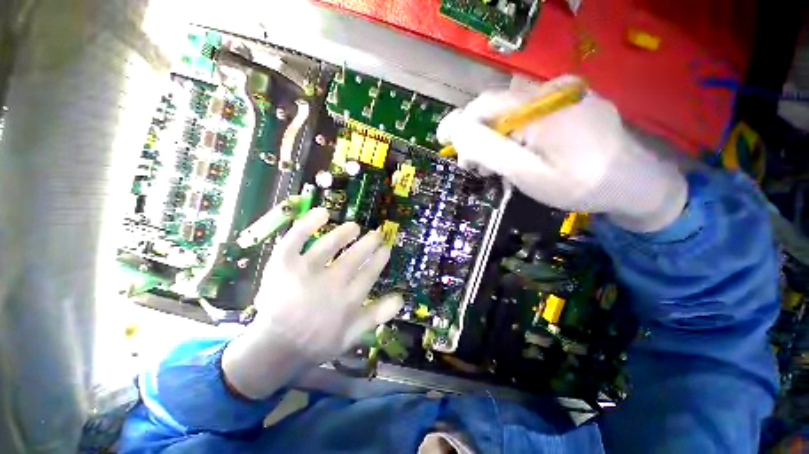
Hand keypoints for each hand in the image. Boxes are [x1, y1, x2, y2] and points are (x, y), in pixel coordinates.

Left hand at [223, 208, 402, 398]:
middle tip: (377, 233)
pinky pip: (296, 239)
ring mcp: (305, 271)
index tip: (385, 248)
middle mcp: (330, 283)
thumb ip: (376, 316)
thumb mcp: (351, 336)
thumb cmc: (316, 342)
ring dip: (345, 233)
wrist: (274, 348)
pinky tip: (323, 213)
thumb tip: (401, 298)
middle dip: (369, 243)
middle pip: (354, 256)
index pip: (369, 273)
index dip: (379, 259)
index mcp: (347, 300)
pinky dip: (308, 224)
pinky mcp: (283, 264)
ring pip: (330, 245)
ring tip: (354, 226)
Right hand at [437, 75, 686, 231]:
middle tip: (476, 167)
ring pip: (513, 111)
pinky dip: (516, 134)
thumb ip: (491, 150)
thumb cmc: (579, 185)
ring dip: (497, 137)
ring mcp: (566, 95)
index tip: (443, 140)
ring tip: (499, 165)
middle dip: (478, 136)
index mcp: (540, 106)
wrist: (636, 186)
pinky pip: (532, 114)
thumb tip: (458, 131)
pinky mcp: (574, 104)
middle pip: (498, 107)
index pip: (484, 105)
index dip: (459, 122)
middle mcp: (553, 90)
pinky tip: (522, 153)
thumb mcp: (528, 173)